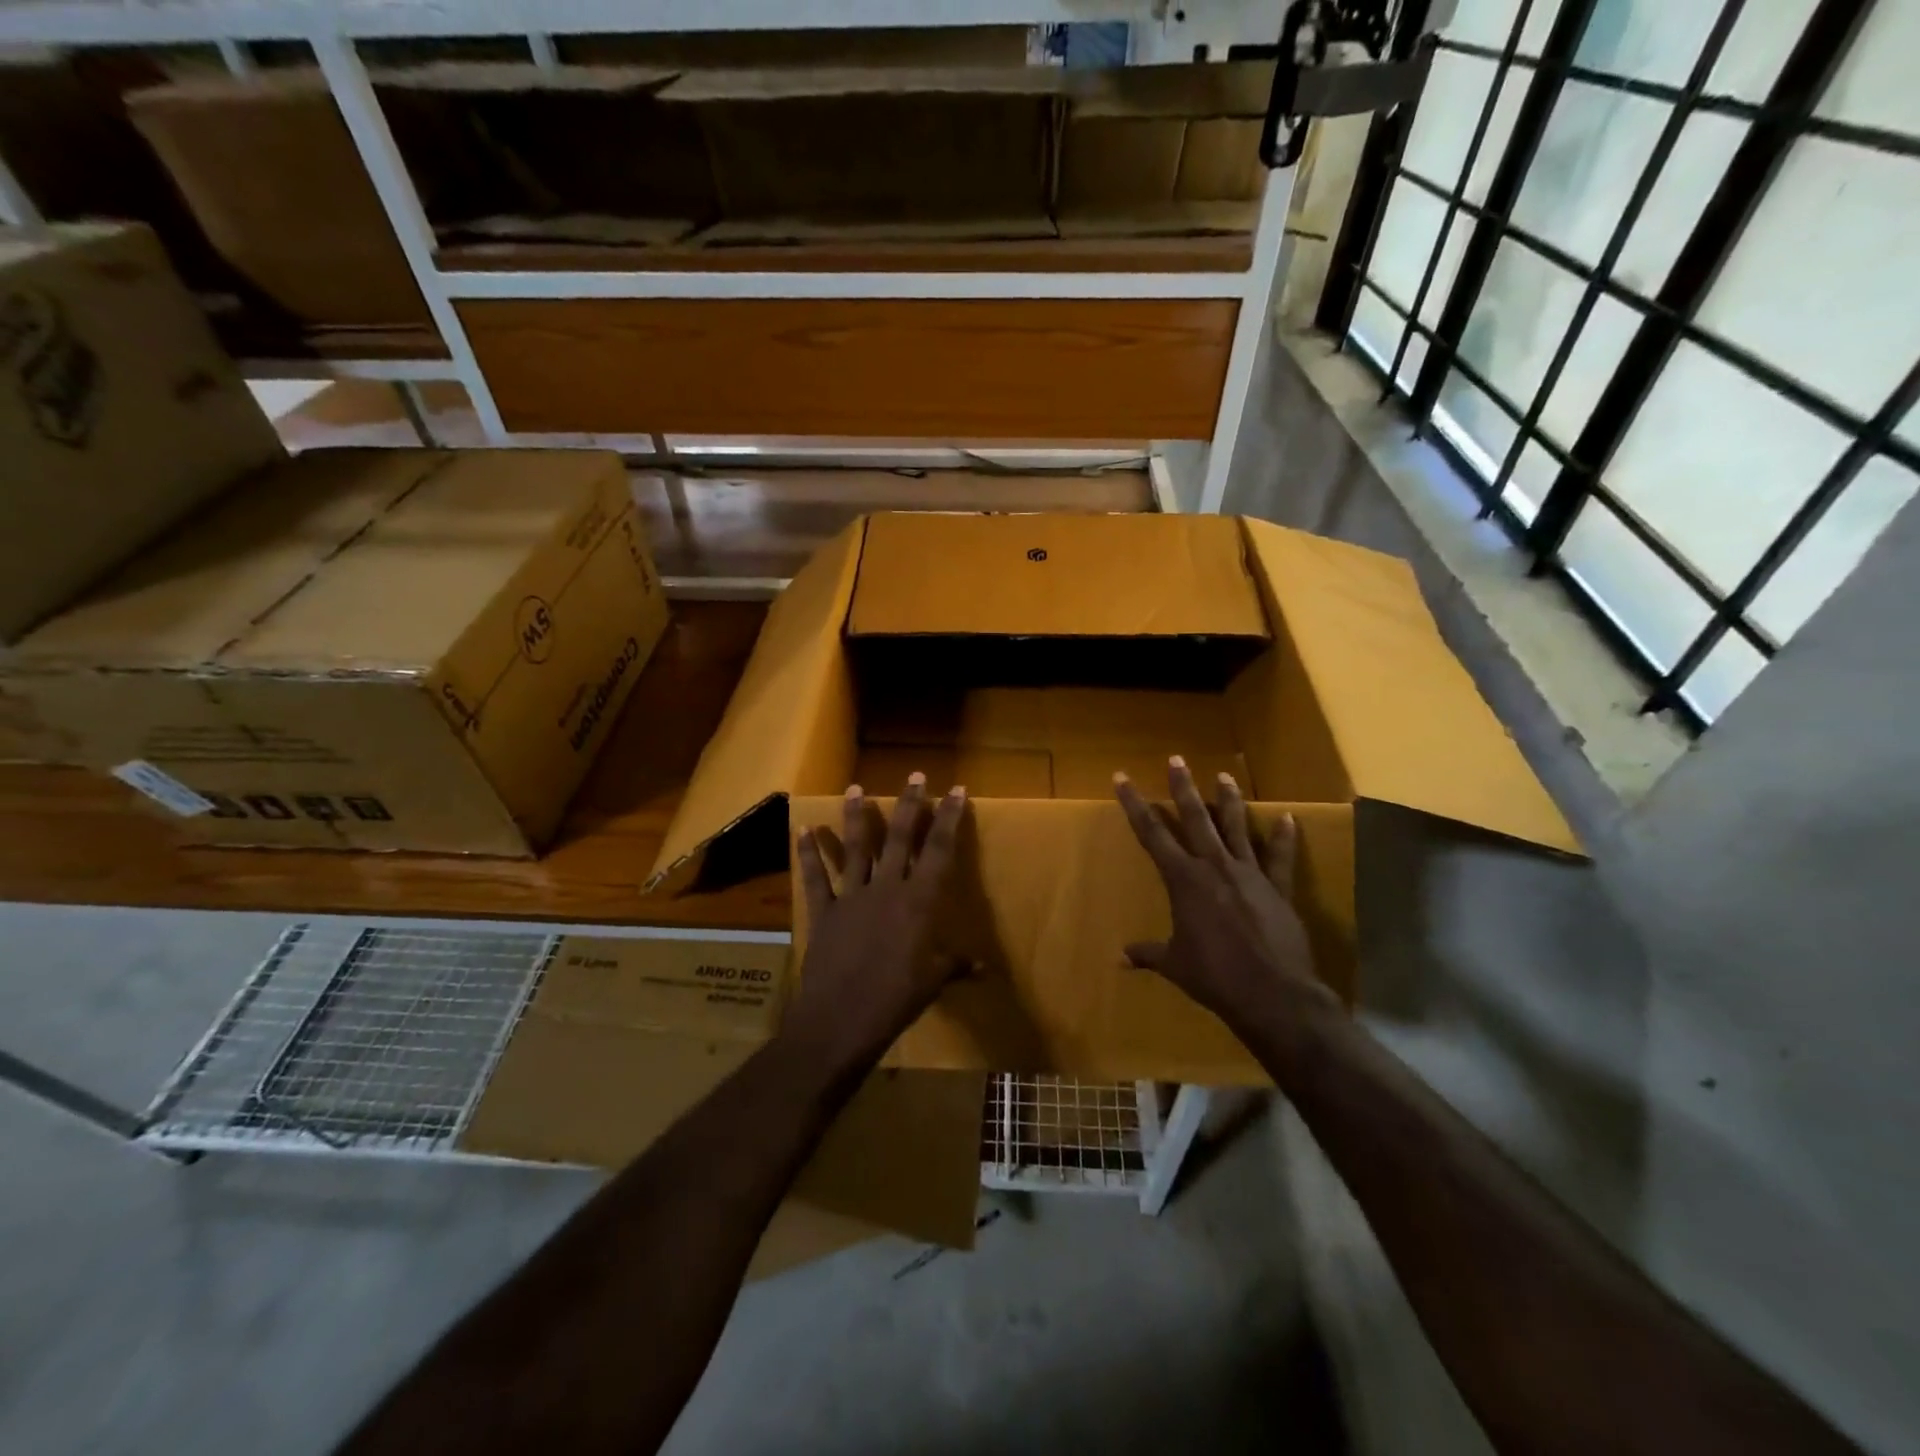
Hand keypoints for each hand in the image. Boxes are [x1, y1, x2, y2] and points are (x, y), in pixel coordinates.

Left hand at [783, 773, 967, 1073]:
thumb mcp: (932, 982)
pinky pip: (815, 877)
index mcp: (918, 902)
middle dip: (910, 805)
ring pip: (856, 848)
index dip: (950, 819)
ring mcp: (851, 897)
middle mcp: (886, 889)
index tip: (957, 790)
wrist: (839, 1021)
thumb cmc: (895, 1001)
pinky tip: (802, 829)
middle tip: (915, 776)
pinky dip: (807, 854)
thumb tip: (984, 967)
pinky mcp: (824, 912)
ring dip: (857, 817)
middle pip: (900, 838)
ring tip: (856, 788)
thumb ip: (955, 965)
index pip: (939, 851)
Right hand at [1114, 757, 1337, 1039]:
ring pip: (1236, 827)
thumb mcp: (1175, 964)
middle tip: (1176, 759)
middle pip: (1194, 818)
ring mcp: (1249, 873)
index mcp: (1183, 880)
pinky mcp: (1278, 888)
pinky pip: (1280, 857)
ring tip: (1225, 775)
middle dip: (1182, 787)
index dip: (1134, 804)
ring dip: (1229, 801)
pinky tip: (1288, 819)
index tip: (1123, 778)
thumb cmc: (1214, 976)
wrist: (1273, 993)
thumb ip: (1148, 954)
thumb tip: (1119, 959)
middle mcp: (1214, 866)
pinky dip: (1283, 838)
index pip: (1151, 833)